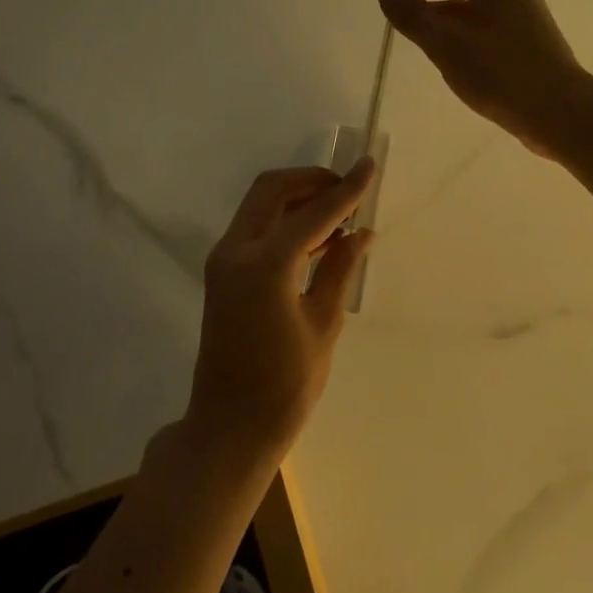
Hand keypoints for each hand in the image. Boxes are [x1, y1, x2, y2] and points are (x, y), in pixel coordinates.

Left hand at [182, 160, 376, 467]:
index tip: (370, 166)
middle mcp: (236, 251)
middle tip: (349, 191)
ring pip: (260, 206)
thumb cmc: (284, 386)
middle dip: (312, 181)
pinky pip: (255, 230)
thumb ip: (340, 269)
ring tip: (341, 215)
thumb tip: (360, 233)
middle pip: (273, 190)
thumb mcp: (323, 325)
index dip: (345, 189)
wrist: (230, 426)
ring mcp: (223, 261)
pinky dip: (284, 222)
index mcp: (265, 265)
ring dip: (298, 200)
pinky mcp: (222, 274)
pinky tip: (318, 238)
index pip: (313, 212)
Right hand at [378, 0, 587, 156]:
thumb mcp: (447, 44)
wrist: (559, 111)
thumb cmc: (500, 74)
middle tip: (392, 3)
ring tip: (412, 24)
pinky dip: (457, 22)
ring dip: (438, 5)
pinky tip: (443, 45)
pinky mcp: (525, 33)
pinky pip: (482, 17)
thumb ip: (413, 15)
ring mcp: (521, 8)